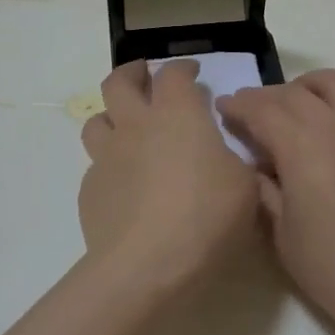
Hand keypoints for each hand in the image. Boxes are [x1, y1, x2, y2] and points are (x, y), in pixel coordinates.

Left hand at [79, 60, 263, 291]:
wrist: (146, 266)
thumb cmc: (206, 216)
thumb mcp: (245, 186)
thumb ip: (234, 161)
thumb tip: (224, 157)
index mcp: (178, 115)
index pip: (173, 74)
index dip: (183, 69)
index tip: (193, 74)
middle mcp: (136, 126)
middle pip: (118, 82)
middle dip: (132, 73)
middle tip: (145, 78)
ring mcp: (107, 157)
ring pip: (96, 120)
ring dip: (112, 117)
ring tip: (128, 129)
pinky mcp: (90, 190)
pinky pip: (97, 166)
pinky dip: (111, 165)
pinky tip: (127, 185)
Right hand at [219, 70, 334, 334]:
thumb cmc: (331, 266)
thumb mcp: (281, 231)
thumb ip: (264, 187)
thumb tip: (256, 163)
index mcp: (303, 146)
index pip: (262, 109)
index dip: (238, 105)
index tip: (223, 106)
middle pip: (294, 92)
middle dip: (265, 96)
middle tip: (250, 110)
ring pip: (333, 83)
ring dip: (306, 87)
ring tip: (293, 105)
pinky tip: (334, 124)